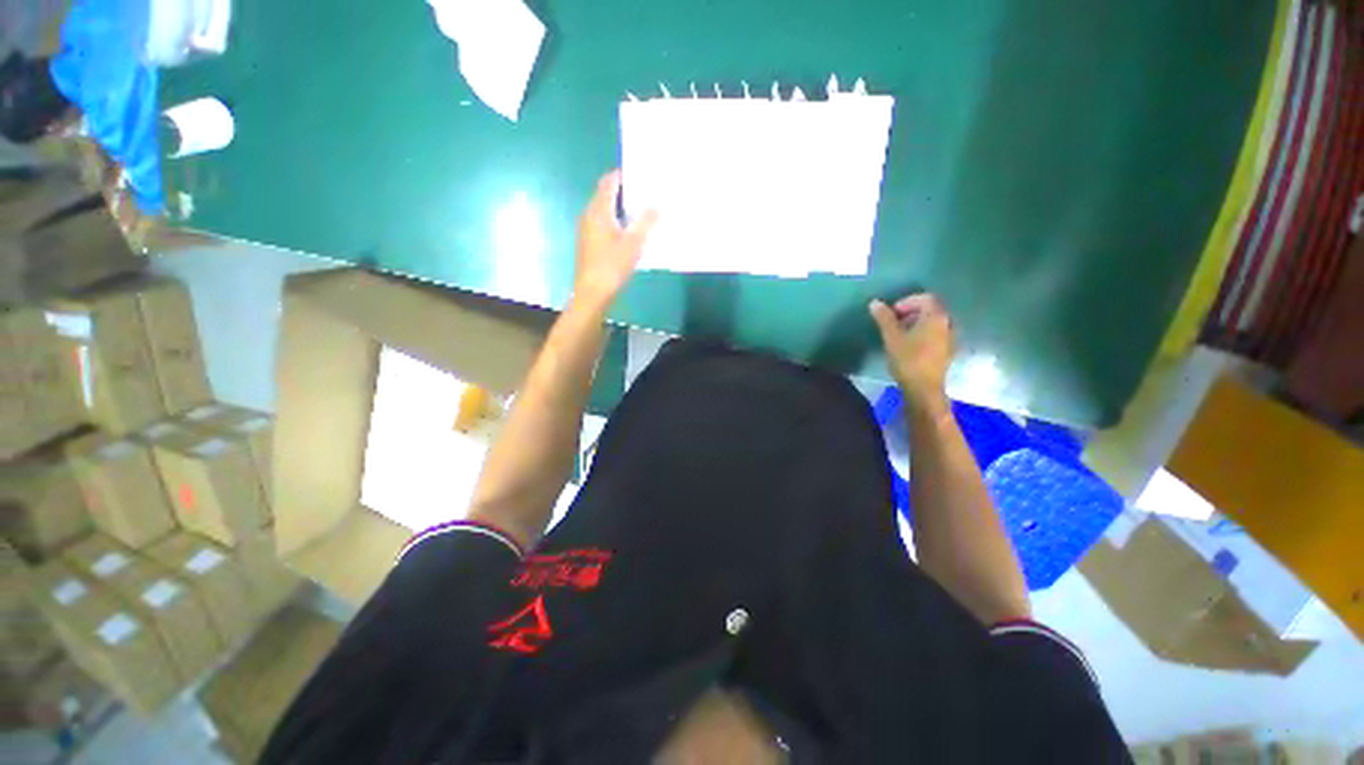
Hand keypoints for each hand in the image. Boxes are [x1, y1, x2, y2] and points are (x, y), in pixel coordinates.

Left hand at [573, 170, 657, 308]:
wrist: (592, 292)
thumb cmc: (612, 266)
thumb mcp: (634, 244)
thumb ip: (645, 222)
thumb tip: (655, 205)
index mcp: (598, 210)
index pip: (608, 182)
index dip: (623, 175)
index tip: (641, 175)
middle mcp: (589, 215)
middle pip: (606, 195)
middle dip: (625, 192)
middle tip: (647, 193)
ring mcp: (587, 230)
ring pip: (606, 211)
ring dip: (622, 209)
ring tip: (644, 212)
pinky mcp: (589, 243)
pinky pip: (604, 224)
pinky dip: (617, 222)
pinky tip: (632, 233)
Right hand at [869, 293, 954, 414]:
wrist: (924, 389)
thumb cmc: (908, 360)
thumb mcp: (892, 337)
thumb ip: (884, 318)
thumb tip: (875, 303)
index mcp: (937, 317)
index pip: (925, 298)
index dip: (906, 302)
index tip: (891, 313)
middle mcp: (948, 323)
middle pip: (930, 309)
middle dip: (911, 312)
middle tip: (893, 322)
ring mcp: (950, 338)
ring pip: (933, 322)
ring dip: (916, 323)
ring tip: (899, 334)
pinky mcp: (948, 351)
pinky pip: (935, 334)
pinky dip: (922, 333)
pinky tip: (909, 345)